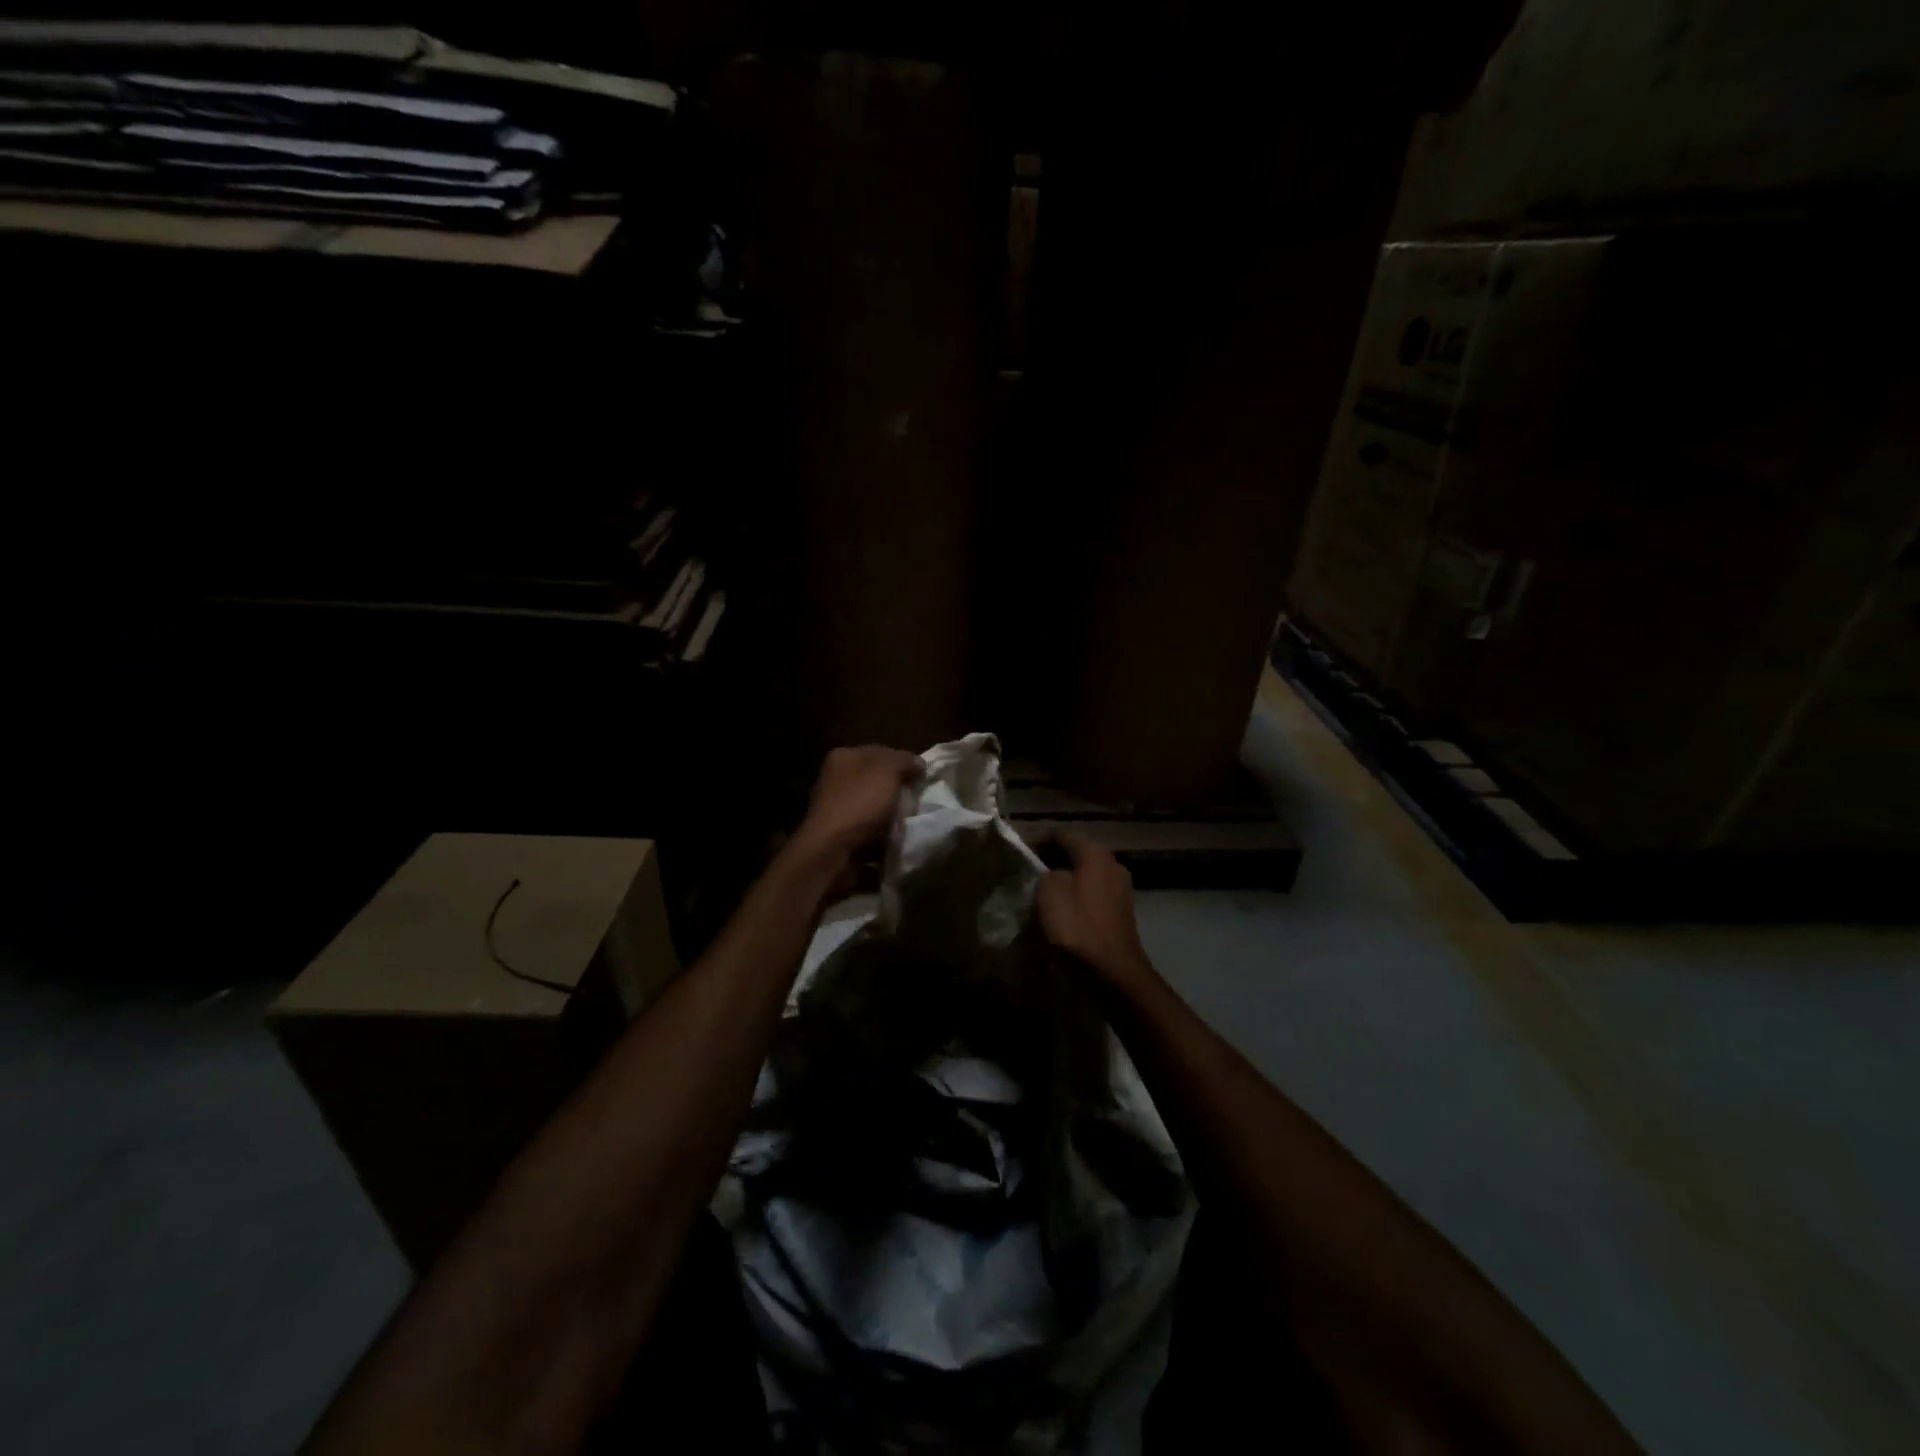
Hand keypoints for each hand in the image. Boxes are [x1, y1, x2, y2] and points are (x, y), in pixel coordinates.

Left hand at [791, 745, 923, 864]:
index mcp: (844, 756)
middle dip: (897, 790)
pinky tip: (891, 836)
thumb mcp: (888, 772)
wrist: (832, 850)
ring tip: (906, 821)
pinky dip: (879, 830)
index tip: (921, 779)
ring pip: (873, 803)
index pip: (881, 752)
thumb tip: (918, 763)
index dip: (904, 763)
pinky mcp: (837, 831)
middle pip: (877, 779)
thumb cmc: (860, 803)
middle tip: (915, 801)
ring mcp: (834, 805)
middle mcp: (835, 777)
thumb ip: (905, 761)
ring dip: (889, 812)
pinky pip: (867, 825)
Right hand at [1035, 833, 1154, 988]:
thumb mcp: (1048, 892)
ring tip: (1042, 892)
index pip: (1061, 835)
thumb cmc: (1077, 925)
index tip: (1021, 854)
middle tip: (1029, 873)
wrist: (1112, 968)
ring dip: (1065, 879)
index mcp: (1095, 853)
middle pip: (1077, 853)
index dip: (1038, 841)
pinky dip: (1077, 896)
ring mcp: (1121, 887)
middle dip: (1052, 860)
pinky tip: (1063, 909)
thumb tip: (1051, 874)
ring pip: (1086, 874)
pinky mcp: (1121, 910)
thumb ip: (1045, 873)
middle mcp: (1112, 863)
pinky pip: (1093, 893)